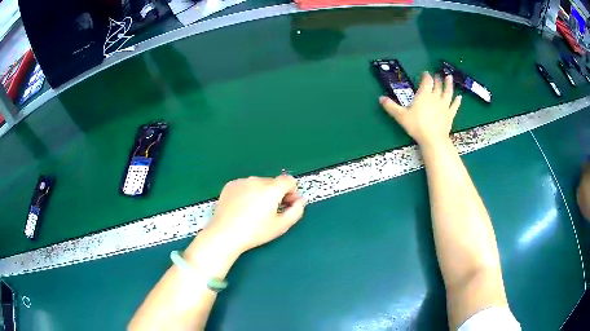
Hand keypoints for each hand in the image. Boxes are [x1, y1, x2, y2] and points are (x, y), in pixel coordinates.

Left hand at [203, 175, 305, 255]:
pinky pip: (245, 185)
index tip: (287, 204)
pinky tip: (242, 208)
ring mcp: (241, 181)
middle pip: (273, 182)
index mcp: (271, 189)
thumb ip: (296, 211)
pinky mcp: (230, 185)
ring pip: (259, 183)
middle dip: (276, 193)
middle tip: (271, 211)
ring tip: (254, 211)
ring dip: (262, 193)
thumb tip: (300, 201)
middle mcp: (256, 180)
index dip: (292, 192)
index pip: (289, 180)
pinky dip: (248, 193)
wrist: (225, 234)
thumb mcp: (281, 226)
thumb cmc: (255, 232)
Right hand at [379, 72, 461, 146]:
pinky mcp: (450, 115)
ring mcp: (444, 106)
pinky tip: (459, 97)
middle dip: (437, 79)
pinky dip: (457, 101)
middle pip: (437, 85)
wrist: (433, 139)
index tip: (426, 73)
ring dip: (449, 84)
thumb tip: (380, 98)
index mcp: (424, 95)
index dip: (426, 76)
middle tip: (437, 74)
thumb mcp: (401, 116)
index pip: (426, 81)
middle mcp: (435, 97)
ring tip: (450, 77)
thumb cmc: (416, 126)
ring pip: (448, 92)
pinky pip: (454, 106)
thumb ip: (391, 106)